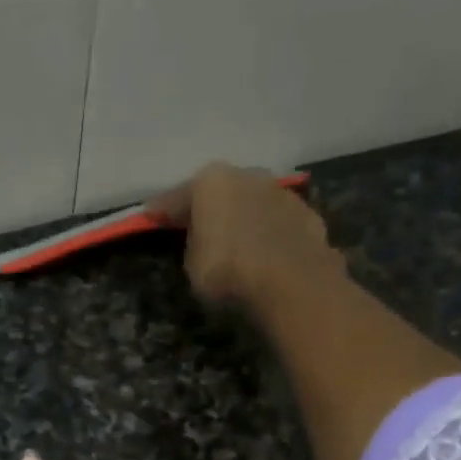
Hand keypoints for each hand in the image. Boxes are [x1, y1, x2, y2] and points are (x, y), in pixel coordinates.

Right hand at [148, 162, 344, 309]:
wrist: (291, 283)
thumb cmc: (228, 271)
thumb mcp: (192, 264)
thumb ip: (194, 243)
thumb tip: (202, 237)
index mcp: (211, 182)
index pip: (177, 197)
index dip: (163, 211)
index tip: (151, 216)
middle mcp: (247, 176)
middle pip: (221, 192)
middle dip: (210, 207)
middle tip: (198, 225)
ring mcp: (282, 193)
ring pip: (253, 203)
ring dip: (244, 217)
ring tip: (237, 239)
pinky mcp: (308, 216)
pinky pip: (278, 224)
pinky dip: (269, 233)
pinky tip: (266, 251)